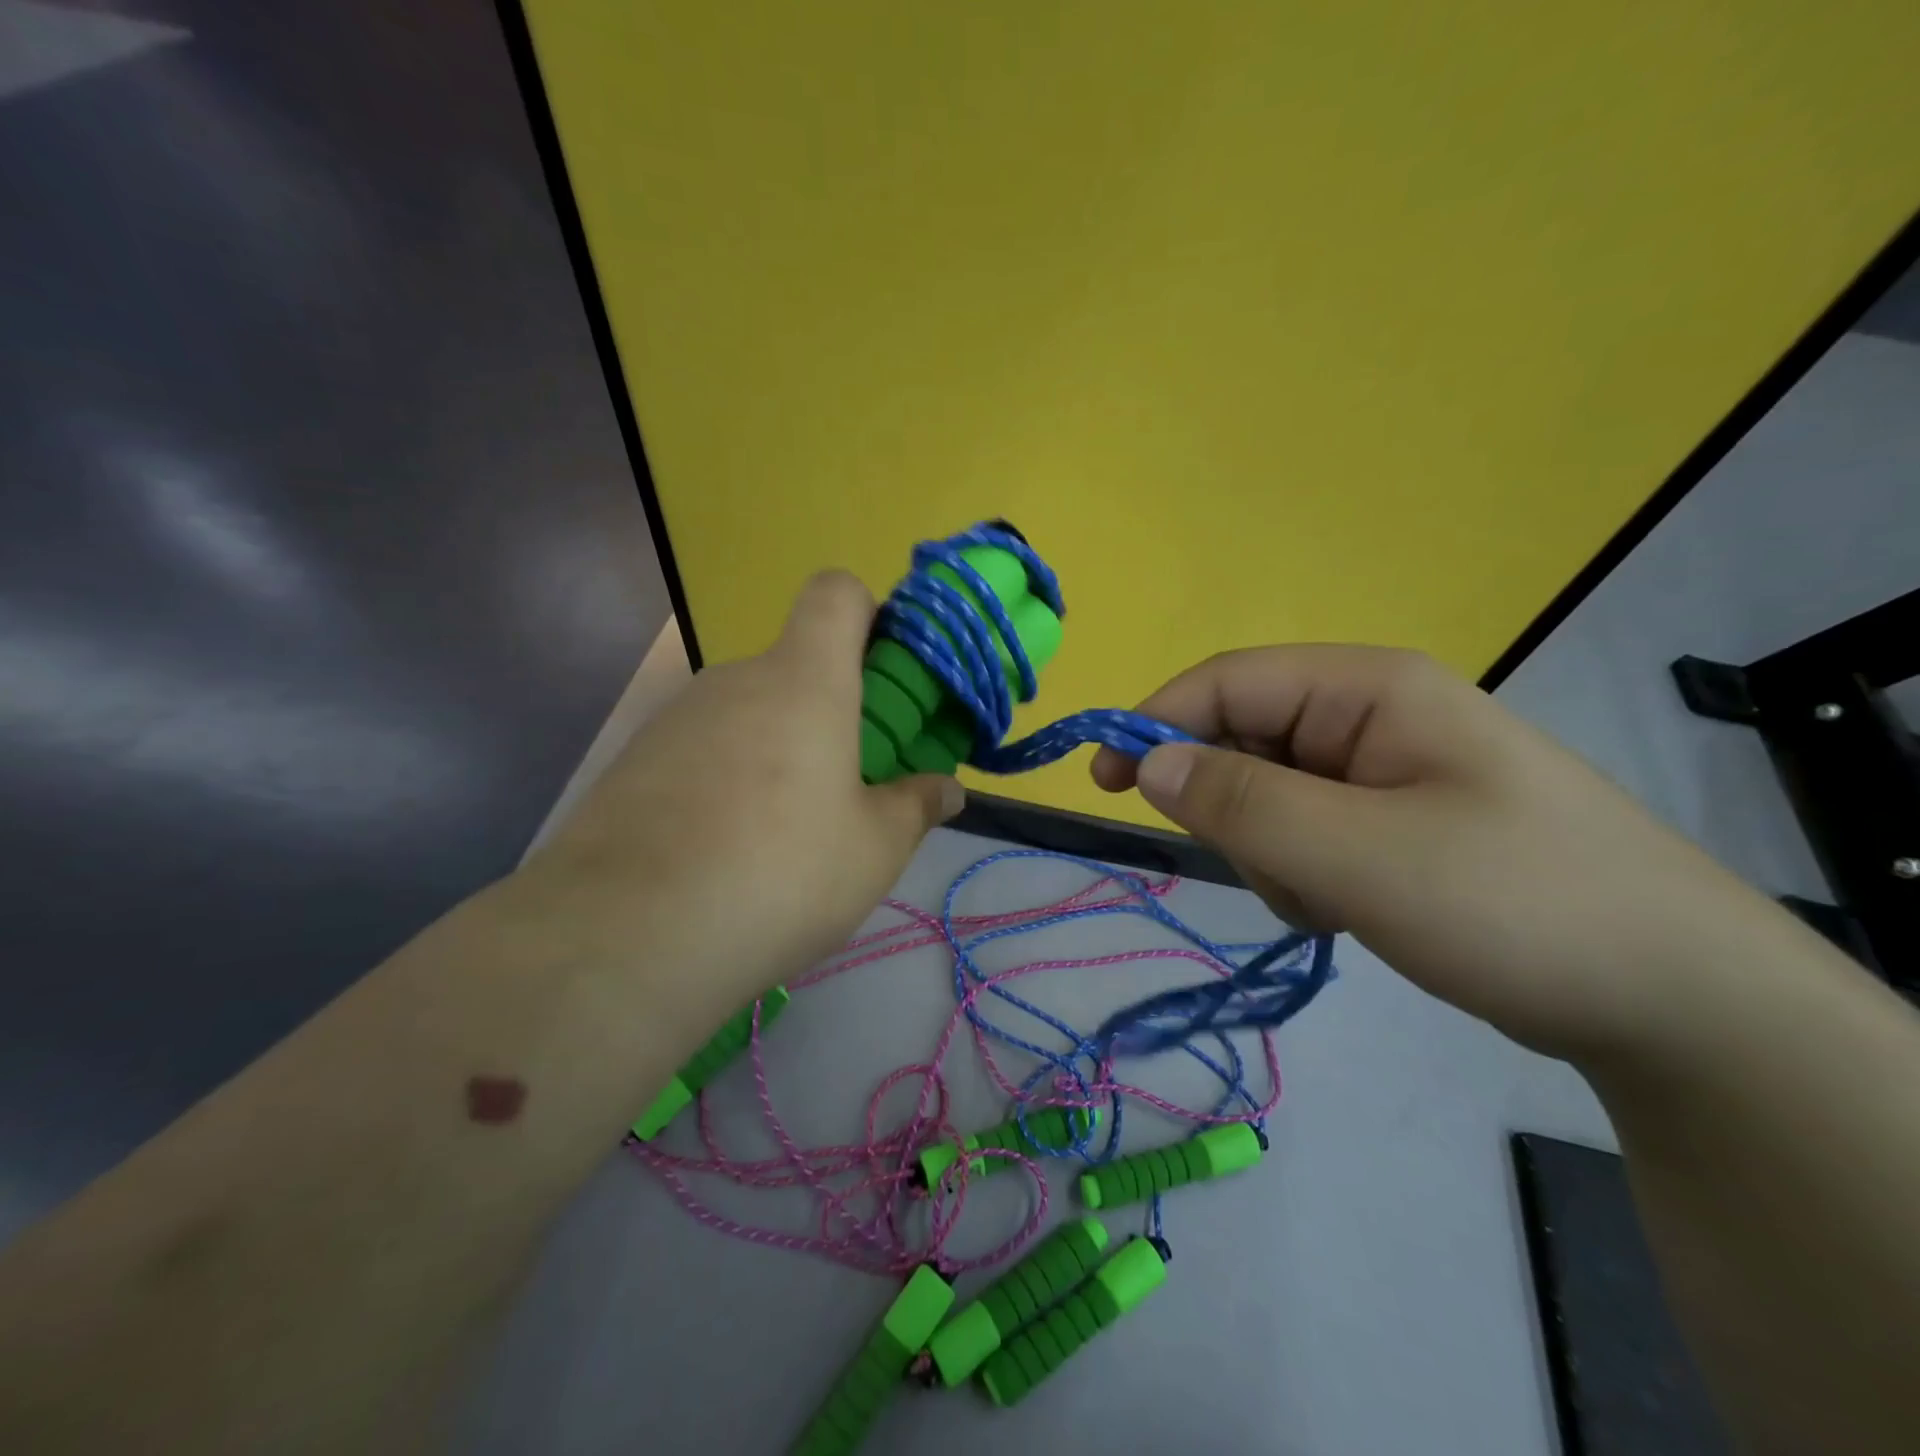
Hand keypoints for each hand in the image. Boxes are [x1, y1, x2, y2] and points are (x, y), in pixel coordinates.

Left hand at [513, 572, 962, 1017]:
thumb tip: (947, 788)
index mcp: (804, 680)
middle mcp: (736, 680)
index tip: (886, 676)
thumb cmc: (781, 874)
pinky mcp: (633, 761)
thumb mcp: (874, 850)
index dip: (868, 614)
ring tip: (782, 835)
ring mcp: (676, 718)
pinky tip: (724, 850)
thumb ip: (917, 805)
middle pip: (794, 666)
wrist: (626, 936)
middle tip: (847, 787)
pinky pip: (702, 749)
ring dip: (778, 750)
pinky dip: (726, 779)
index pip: (836, 593)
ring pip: (748, 713)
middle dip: (830, 711)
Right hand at [1091, 645, 1790, 1059]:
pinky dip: (1302, 874)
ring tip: (1329, 899)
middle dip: (1232, 808)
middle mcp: (1371, 716)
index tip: (1104, 780)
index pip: (1228, 681)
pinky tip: (1348, 909)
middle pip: (1245, 739)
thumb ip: (1243, 803)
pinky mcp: (1392, 825)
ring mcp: (1384, 773)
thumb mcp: (1359, 855)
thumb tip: (1145, 762)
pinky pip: (1304, 833)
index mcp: (1368, 688)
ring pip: (1268, 795)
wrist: (1678, 1005)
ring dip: (1270, 851)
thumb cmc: (1517, 904)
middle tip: (1263, 869)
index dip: (1157, 721)